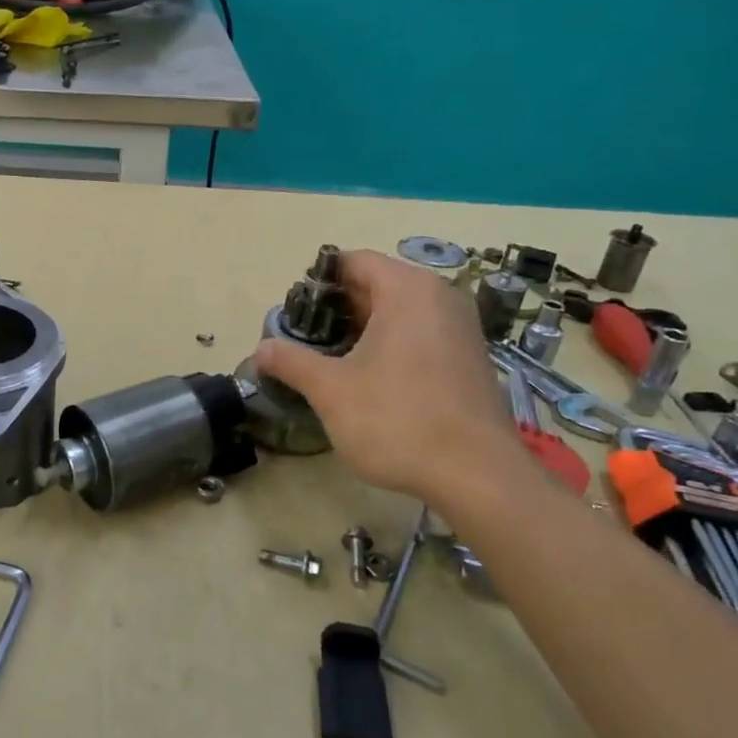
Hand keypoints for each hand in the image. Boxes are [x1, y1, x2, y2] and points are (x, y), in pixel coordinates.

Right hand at [253, 249, 531, 506]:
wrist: (477, 476)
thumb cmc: (398, 420)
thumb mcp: (331, 391)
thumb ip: (291, 362)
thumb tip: (259, 349)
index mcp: (408, 290)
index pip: (354, 261)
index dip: (318, 282)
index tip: (294, 313)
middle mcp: (440, 297)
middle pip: (377, 284)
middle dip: (338, 307)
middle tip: (305, 339)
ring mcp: (461, 328)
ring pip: (400, 311)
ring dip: (363, 328)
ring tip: (332, 360)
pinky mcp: (470, 358)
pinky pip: (421, 333)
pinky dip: (392, 344)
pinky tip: (370, 379)